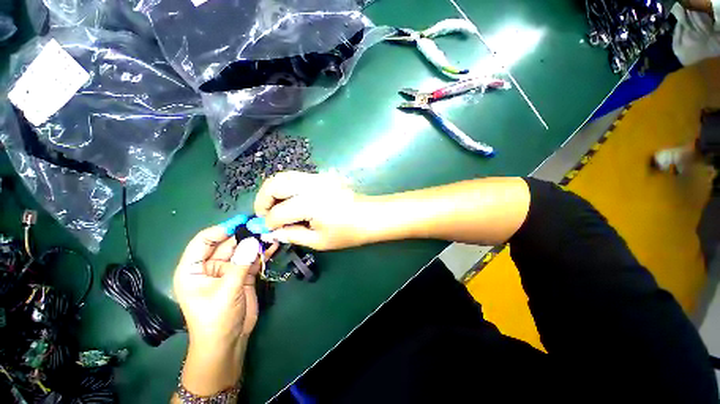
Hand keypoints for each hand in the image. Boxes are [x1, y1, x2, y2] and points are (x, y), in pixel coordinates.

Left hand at [173, 226, 276, 396]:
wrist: (229, 342)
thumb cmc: (216, 319)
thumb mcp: (226, 291)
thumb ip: (240, 265)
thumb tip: (253, 240)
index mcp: (193, 269)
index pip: (203, 241)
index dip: (221, 230)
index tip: (242, 222)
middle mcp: (210, 266)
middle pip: (227, 244)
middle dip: (244, 235)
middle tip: (264, 225)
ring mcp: (229, 270)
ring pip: (243, 250)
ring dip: (256, 242)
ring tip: (272, 232)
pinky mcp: (243, 275)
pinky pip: (253, 260)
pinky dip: (263, 253)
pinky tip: (274, 245)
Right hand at [254, 171, 370, 249]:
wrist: (371, 216)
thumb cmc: (348, 232)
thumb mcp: (320, 241)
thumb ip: (293, 235)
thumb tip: (273, 233)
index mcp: (310, 204)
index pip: (279, 212)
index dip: (270, 222)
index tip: (268, 230)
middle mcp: (311, 186)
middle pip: (275, 184)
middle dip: (263, 199)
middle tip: (263, 214)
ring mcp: (317, 177)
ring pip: (284, 175)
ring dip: (272, 190)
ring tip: (272, 206)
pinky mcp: (322, 176)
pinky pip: (296, 176)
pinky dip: (285, 185)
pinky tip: (288, 198)